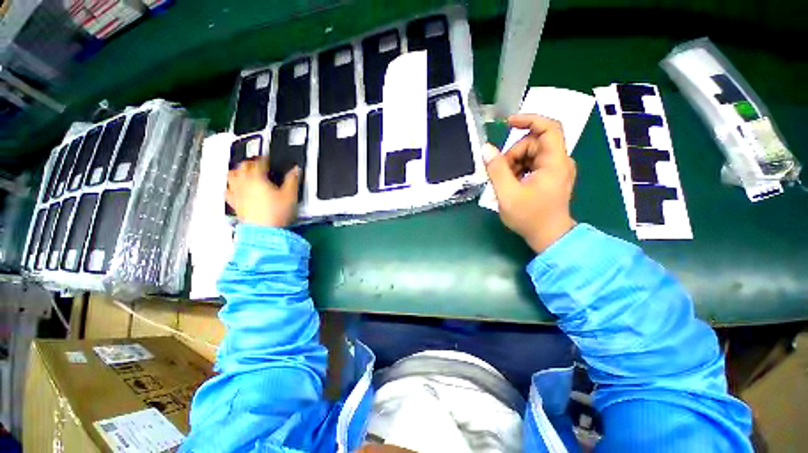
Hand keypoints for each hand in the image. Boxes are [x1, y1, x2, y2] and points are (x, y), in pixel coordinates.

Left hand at [226, 156, 299, 227]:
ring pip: (231, 176)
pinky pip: (227, 194)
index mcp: (258, 176)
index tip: (268, 160)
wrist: (263, 234)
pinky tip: (232, 191)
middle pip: (243, 165)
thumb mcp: (289, 196)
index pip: (259, 161)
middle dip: (249, 163)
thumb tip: (295, 170)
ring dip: (236, 173)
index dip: (265, 159)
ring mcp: (238, 193)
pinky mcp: (234, 205)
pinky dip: (229, 190)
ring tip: (241, 174)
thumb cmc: (275, 214)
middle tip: (255, 165)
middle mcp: (245, 182)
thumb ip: (292, 180)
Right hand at [483, 114, 576, 252]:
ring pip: (533, 151)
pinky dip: (522, 167)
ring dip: (516, 161)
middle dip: (515, 152)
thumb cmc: (532, 219)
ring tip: (507, 182)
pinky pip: (536, 161)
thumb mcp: (508, 195)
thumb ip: (496, 169)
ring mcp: (558, 168)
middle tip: (501, 171)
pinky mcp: (554, 175)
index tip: (509, 124)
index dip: (529, 119)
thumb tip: (486, 149)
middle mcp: (560, 161)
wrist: (551, 239)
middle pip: (534, 141)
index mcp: (555, 162)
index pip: (549, 127)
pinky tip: (514, 183)